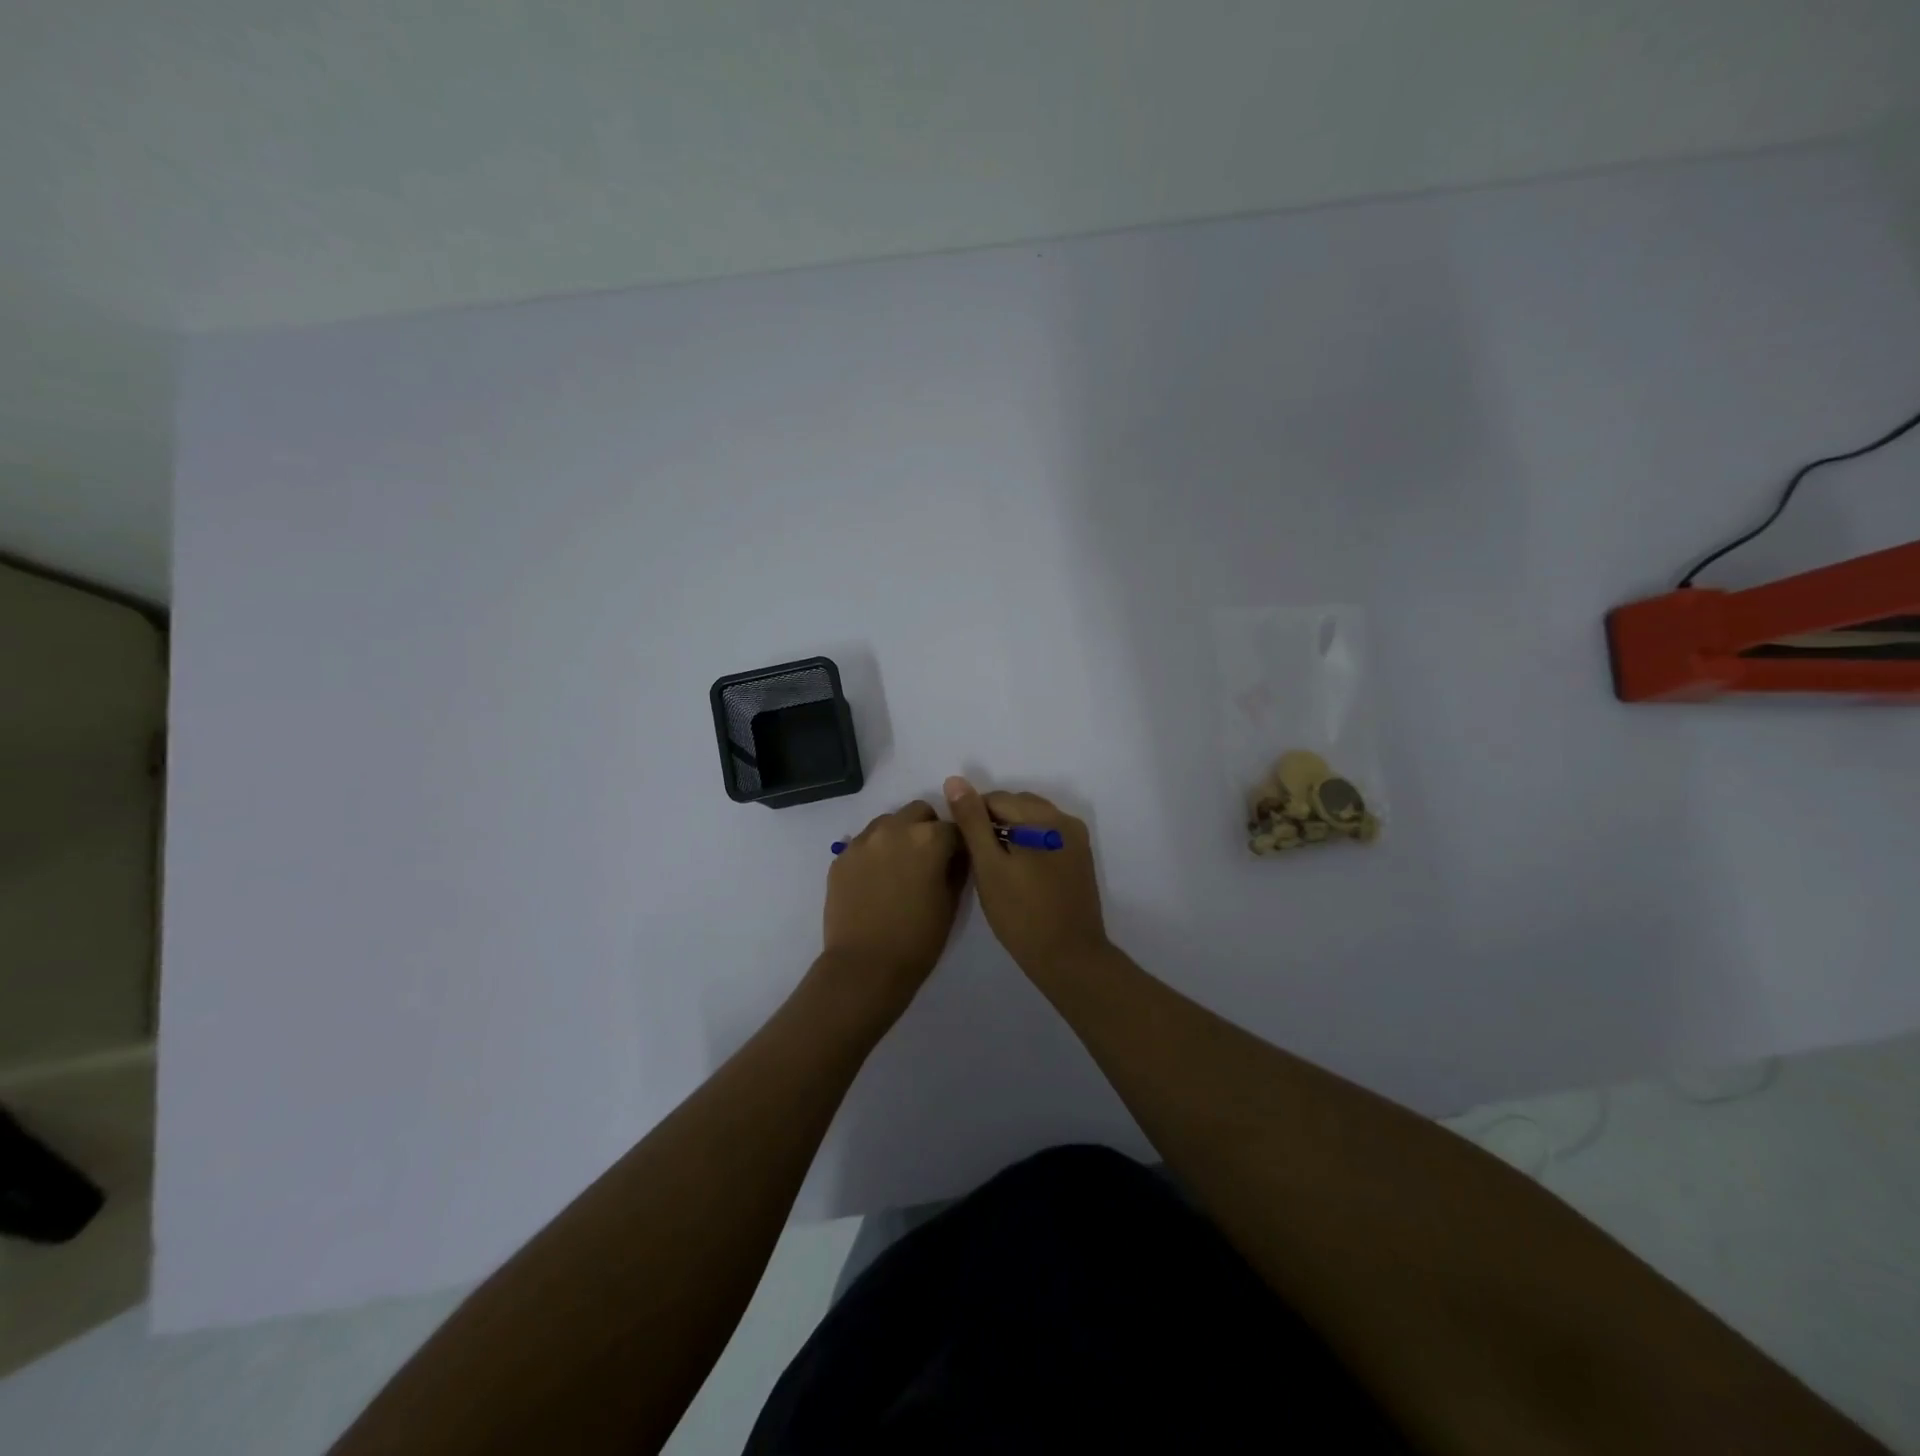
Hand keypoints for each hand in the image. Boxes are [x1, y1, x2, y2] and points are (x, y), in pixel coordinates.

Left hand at [820, 800, 966, 1018]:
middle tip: (929, 859)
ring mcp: (864, 840)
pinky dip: (875, 851)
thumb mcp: (951, 904)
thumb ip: (957, 869)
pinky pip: (865, 842)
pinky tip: (876, 879)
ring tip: (899, 867)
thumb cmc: (918, 940)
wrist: (864, 967)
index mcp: (929, 839)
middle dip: (929, 829)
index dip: (959, 844)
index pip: (955, 827)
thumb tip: (956, 855)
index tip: (958, 860)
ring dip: (900, 835)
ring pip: (889, 821)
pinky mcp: (842, 856)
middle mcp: (895, 829)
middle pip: (919, 812)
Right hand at [943, 776, 1108, 979]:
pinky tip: (1019, 870)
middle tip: (978, 858)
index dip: (973, 818)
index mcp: (1043, 817)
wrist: (1069, 957)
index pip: (996, 799)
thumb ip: (972, 821)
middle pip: (1018, 805)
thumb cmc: (1021, 914)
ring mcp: (1077, 839)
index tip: (963, 846)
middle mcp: (1065, 819)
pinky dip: (1029, 843)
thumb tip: (955, 780)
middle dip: (994, 822)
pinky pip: (1048, 836)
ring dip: (1012, 831)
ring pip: (1033, 820)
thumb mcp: (989, 866)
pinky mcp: (1080, 858)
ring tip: (996, 865)